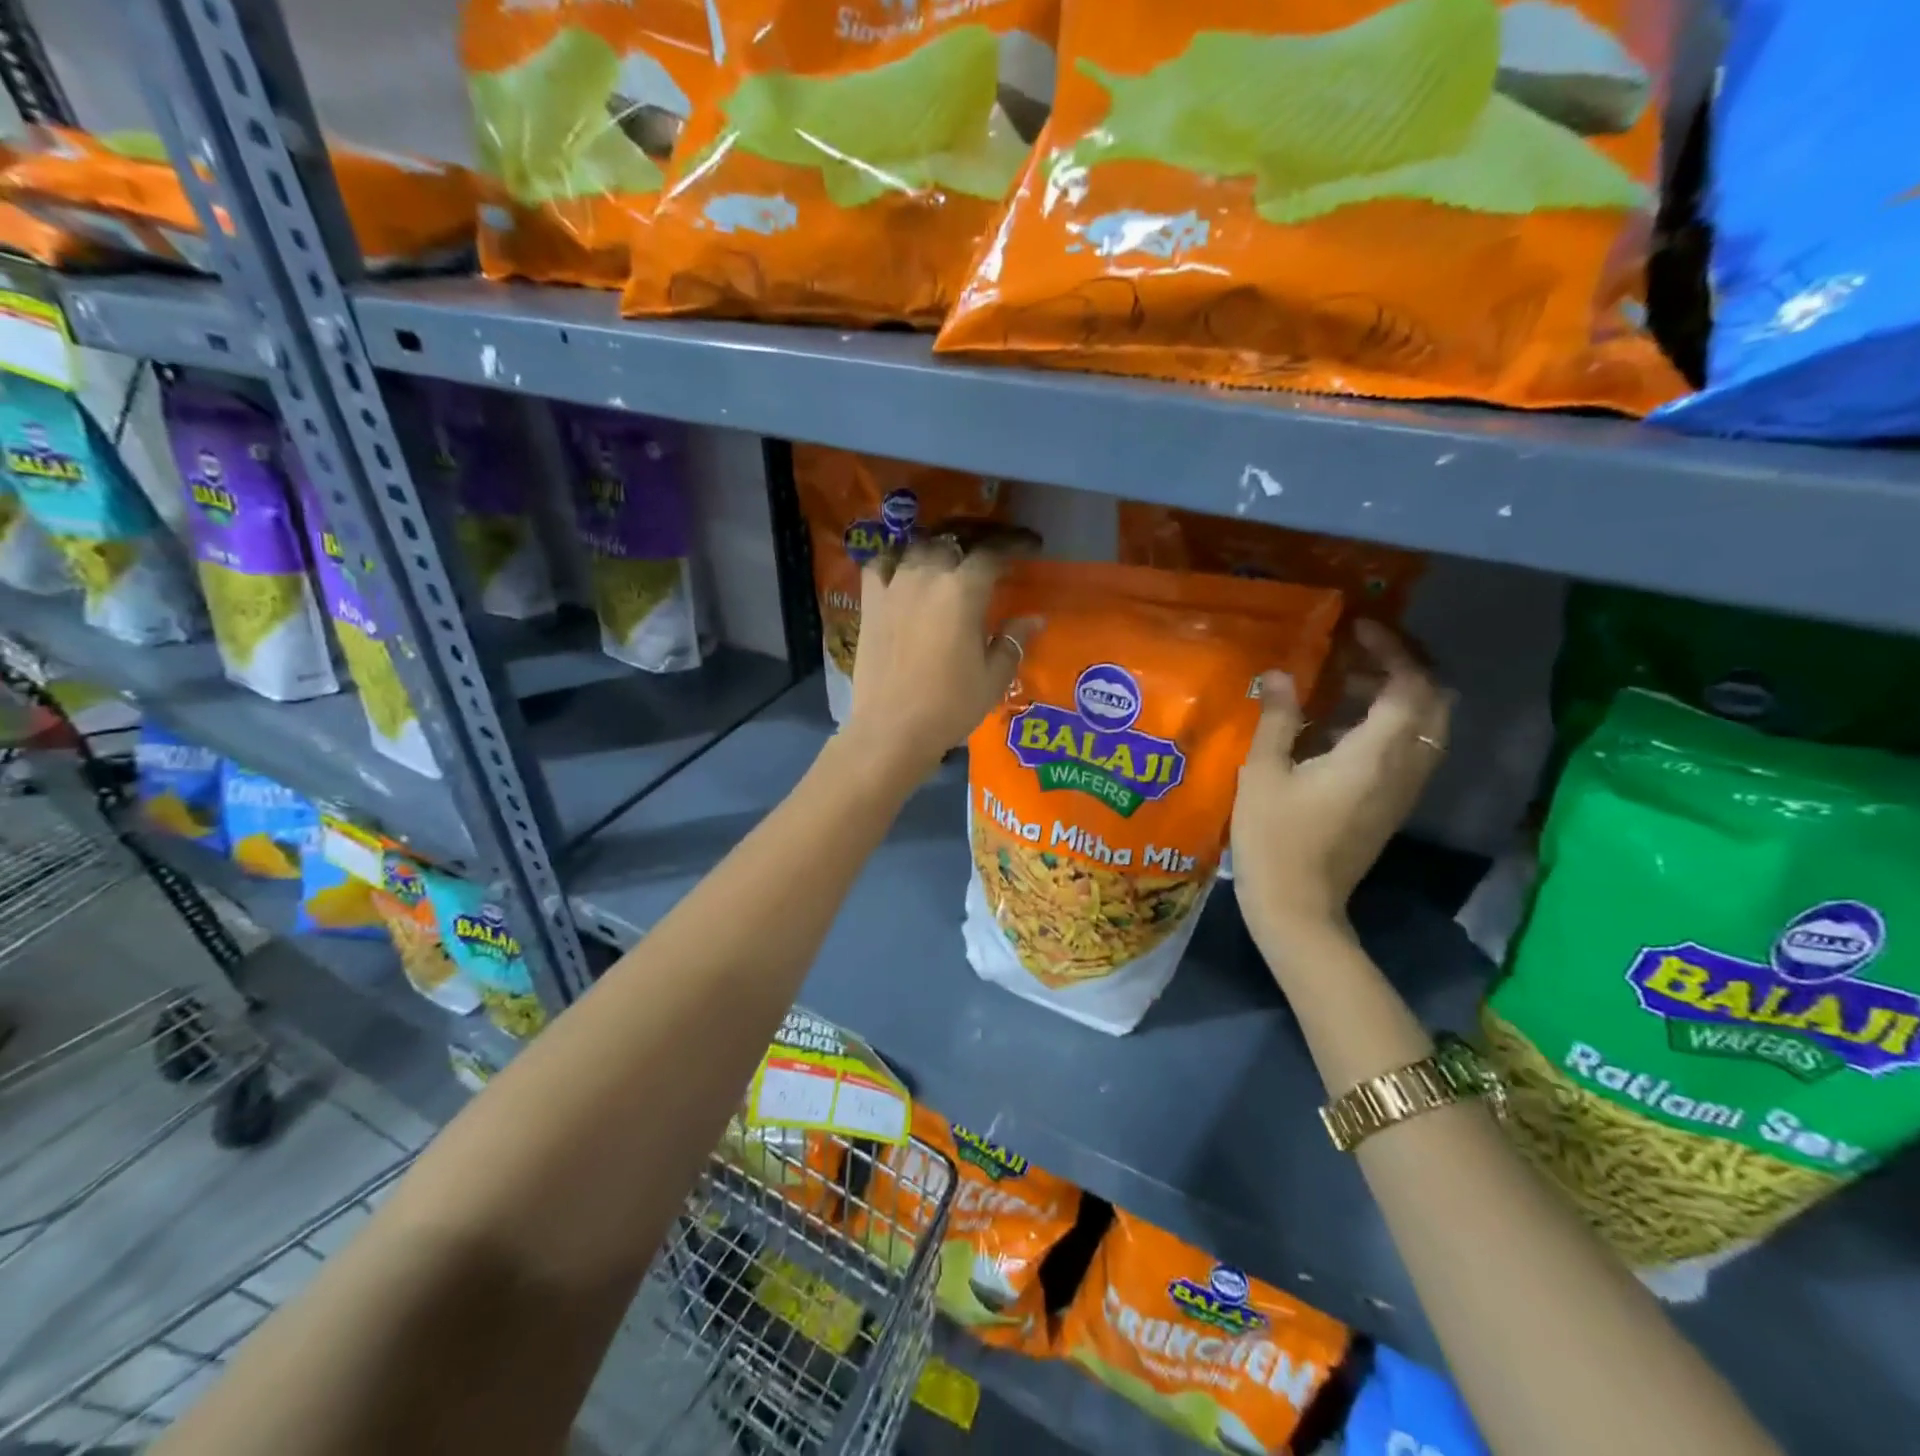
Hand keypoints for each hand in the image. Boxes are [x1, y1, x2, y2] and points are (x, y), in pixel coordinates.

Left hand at [840, 527, 1040, 787]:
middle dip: (972, 549)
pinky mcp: (870, 603)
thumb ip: (1013, 641)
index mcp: (964, 591)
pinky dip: (893, 562)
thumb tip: (1034, 619)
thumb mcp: (993, 677)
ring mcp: (894, 587)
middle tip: (984, 563)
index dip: (1011, 548)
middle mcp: (927, 577)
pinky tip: (901, 572)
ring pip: (916, 550)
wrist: (893, 728)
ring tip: (945, 565)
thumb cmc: (951, 705)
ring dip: (934, 552)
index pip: (992, 555)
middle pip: (952, 546)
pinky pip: (879, 565)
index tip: (1026, 549)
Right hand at [1231, 621, 1450, 954]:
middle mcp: (1405, 767)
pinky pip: (1413, 749)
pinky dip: (1393, 723)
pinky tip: (1343, 728)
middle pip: (1434, 701)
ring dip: (1401, 694)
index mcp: (1376, 754)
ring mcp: (1405, 788)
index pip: (1410, 684)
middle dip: (1407, 666)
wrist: (1299, 905)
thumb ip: (1276, 717)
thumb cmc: (1274, 837)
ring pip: (1429, 725)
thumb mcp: (1264, 773)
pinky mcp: (1394, 805)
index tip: (1358, 630)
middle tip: (1361, 652)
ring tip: (1348, 684)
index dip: (1392, 649)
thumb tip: (1278, 674)